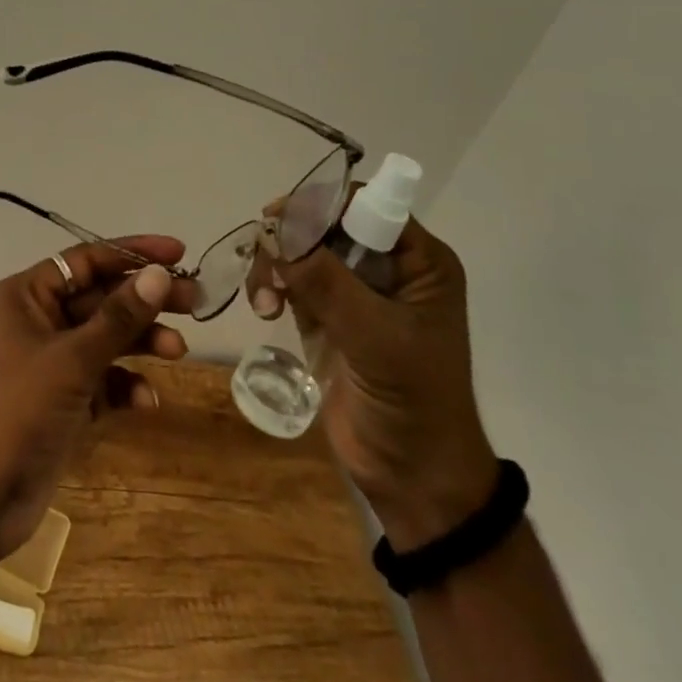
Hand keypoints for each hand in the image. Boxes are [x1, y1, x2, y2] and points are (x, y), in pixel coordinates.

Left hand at [0, 237, 199, 562]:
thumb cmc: (15, 411)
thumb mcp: (71, 359)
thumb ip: (118, 317)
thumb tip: (158, 274)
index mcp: (26, 296)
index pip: (85, 261)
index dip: (132, 253)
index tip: (178, 253)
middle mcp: (36, 321)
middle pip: (100, 299)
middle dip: (144, 300)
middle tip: (194, 301)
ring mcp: (48, 365)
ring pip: (104, 340)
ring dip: (140, 342)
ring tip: (179, 350)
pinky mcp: (60, 404)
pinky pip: (101, 382)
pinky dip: (124, 387)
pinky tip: (147, 401)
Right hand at [248, 194, 497, 550]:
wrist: (414, 478)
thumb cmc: (413, 401)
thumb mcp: (375, 337)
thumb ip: (326, 281)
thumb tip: (275, 231)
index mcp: (418, 261)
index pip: (365, 205)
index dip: (321, 203)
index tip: (278, 219)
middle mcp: (386, 266)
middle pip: (324, 222)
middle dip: (289, 237)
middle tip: (265, 258)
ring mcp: (354, 291)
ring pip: (300, 249)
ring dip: (274, 264)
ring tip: (263, 300)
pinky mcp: (327, 315)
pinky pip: (289, 279)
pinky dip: (269, 285)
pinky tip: (263, 309)